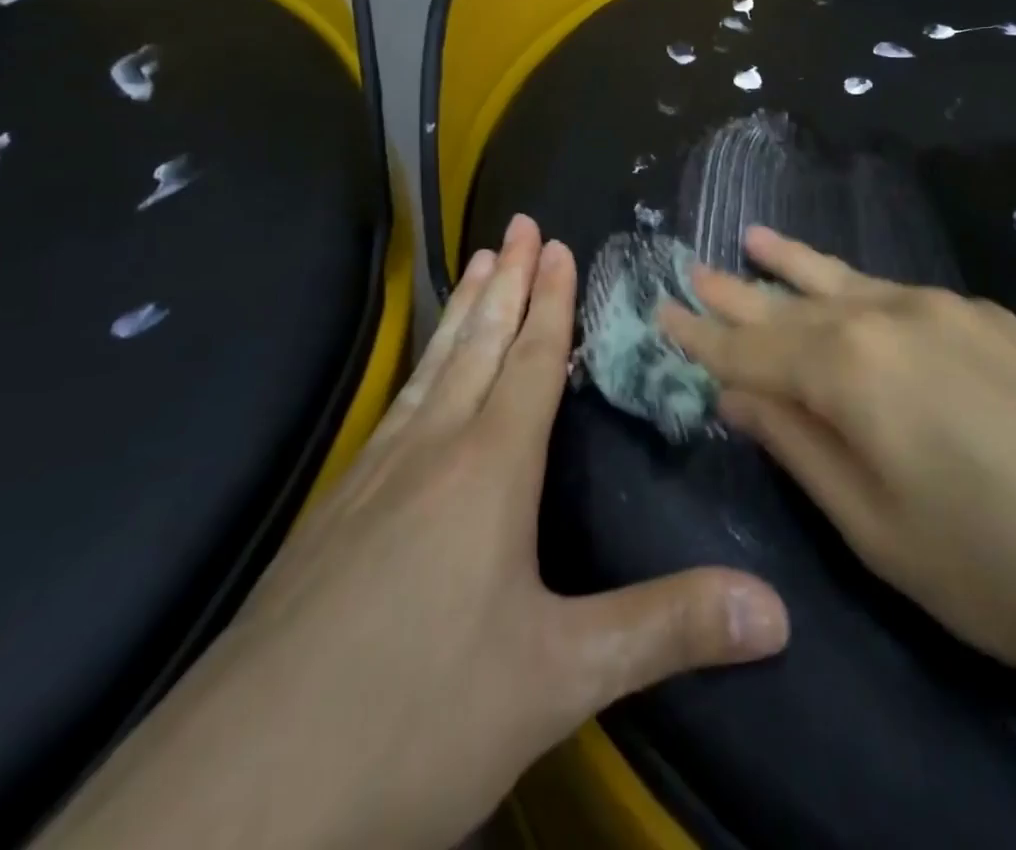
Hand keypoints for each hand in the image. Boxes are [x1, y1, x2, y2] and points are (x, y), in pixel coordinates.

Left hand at [39, 217, 788, 849]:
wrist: (236, 791)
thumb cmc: (416, 715)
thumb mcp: (558, 677)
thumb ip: (667, 630)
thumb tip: (779, 611)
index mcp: (487, 469)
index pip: (529, 362)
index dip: (549, 301)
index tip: (555, 243)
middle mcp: (429, 453)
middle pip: (478, 345)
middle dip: (505, 282)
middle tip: (517, 224)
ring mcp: (370, 479)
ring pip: (431, 371)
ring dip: (461, 313)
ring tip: (476, 265)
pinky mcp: (330, 516)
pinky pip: (394, 411)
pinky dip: (420, 371)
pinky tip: (416, 385)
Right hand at [660, 225, 1015, 705]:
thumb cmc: (1012, 571)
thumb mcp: (881, 531)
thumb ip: (801, 448)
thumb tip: (740, 394)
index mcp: (851, 369)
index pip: (750, 347)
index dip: (702, 336)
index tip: (661, 313)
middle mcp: (889, 317)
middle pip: (792, 303)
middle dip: (737, 292)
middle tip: (690, 269)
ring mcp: (946, 309)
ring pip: (845, 281)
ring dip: (793, 266)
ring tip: (751, 240)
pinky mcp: (990, 319)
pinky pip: (895, 292)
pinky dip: (852, 285)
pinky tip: (844, 286)